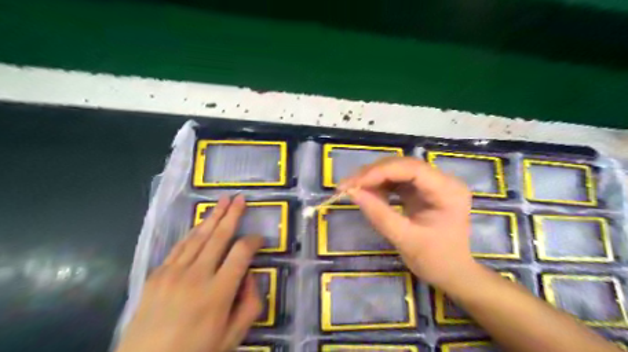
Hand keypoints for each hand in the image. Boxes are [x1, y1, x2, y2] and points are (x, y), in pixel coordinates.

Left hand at [115, 196, 262, 351]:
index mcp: (218, 292)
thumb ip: (250, 304)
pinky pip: (179, 247)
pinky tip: (201, 224)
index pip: (241, 253)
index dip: (254, 240)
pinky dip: (192, 232)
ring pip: (199, 236)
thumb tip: (251, 275)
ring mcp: (173, 273)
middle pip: (219, 236)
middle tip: (241, 198)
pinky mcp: (157, 275)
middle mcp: (196, 276)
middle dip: (232, 215)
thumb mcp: (232, 337)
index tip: (260, 239)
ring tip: (223, 201)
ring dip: (213, 216)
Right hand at [342, 156, 479, 291]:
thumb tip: (351, 192)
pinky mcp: (423, 190)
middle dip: (373, 173)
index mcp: (448, 191)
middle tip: (347, 185)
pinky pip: (398, 180)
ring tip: (353, 189)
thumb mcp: (404, 239)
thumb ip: (378, 214)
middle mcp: (443, 180)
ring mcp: (433, 184)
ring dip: (374, 178)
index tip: (353, 183)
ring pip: (398, 170)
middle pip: (403, 165)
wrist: (452, 273)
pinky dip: (380, 185)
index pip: (411, 169)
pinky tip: (368, 194)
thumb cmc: (435, 260)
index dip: (379, 172)